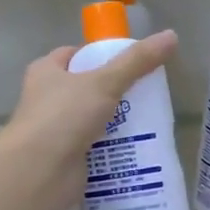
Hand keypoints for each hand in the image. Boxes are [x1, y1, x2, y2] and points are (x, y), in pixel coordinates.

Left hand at [0, 30, 178, 209]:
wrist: (39, 173)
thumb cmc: (63, 116)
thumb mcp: (104, 82)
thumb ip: (137, 61)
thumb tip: (171, 35)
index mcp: (45, 72)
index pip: (74, 55)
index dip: (100, 55)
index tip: (129, 63)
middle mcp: (46, 99)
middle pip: (86, 88)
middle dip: (114, 92)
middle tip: (146, 94)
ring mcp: (55, 131)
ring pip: (92, 120)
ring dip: (116, 123)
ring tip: (150, 122)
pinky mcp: (65, 158)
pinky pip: (95, 148)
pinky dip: (113, 149)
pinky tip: (138, 149)